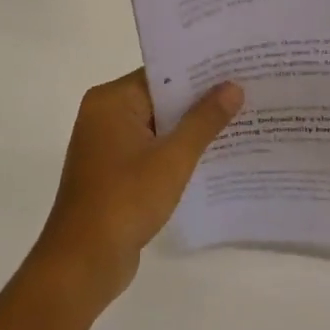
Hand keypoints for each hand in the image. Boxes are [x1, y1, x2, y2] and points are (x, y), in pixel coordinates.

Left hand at [32, 70, 241, 309]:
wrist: (83, 264)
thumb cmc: (125, 200)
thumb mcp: (173, 158)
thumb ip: (204, 120)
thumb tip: (233, 87)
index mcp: (111, 101)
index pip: (162, 74)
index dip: (200, 70)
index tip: (236, 66)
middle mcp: (105, 116)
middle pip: (160, 98)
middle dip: (200, 99)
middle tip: (246, 90)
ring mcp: (107, 146)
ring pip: (158, 125)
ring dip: (191, 127)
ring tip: (240, 118)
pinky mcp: (114, 172)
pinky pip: (152, 149)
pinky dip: (177, 150)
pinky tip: (214, 154)